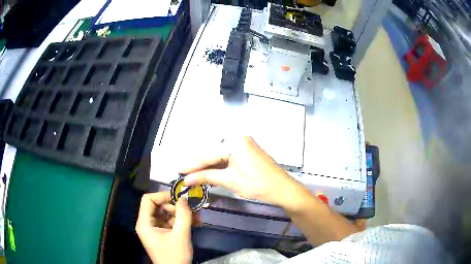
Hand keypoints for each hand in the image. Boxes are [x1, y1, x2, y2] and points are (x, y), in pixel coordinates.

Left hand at [136, 192, 192, 263]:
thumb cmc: (175, 255)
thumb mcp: (181, 234)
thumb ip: (183, 215)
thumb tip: (184, 198)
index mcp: (144, 223)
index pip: (148, 199)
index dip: (162, 196)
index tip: (179, 198)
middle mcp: (147, 224)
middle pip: (158, 206)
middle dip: (175, 206)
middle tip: (191, 209)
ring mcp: (154, 229)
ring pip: (165, 214)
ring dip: (180, 214)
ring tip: (197, 217)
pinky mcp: (162, 234)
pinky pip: (169, 222)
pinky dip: (181, 221)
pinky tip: (195, 223)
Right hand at [180, 136, 300, 206]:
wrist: (282, 189)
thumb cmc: (258, 184)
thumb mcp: (230, 180)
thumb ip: (207, 177)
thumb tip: (187, 179)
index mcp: (234, 141)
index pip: (207, 154)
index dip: (192, 164)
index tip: (178, 170)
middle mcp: (238, 138)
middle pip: (212, 153)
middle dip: (198, 164)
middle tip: (182, 172)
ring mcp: (243, 144)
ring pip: (219, 155)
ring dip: (207, 166)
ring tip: (192, 174)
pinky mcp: (246, 151)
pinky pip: (227, 157)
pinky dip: (218, 166)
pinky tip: (208, 174)